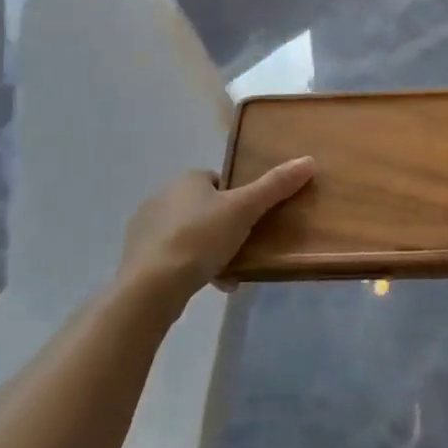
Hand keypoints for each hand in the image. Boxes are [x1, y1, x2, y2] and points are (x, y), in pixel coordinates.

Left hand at [118, 158, 314, 309]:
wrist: (151, 286)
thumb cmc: (200, 238)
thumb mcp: (245, 209)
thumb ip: (275, 186)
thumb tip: (308, 160)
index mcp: (186, 179)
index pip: (220, 182)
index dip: (239, 199)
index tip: (253, 220)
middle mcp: (163, 196)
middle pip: (206, 208)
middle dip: (226, 228)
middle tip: (247, 247)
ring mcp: (146, 228)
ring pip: (191, 234)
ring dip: (212, 251)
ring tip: (232, 273)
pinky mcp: (139, 257)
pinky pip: (175, 256)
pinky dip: (194, 267)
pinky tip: (211, 285)